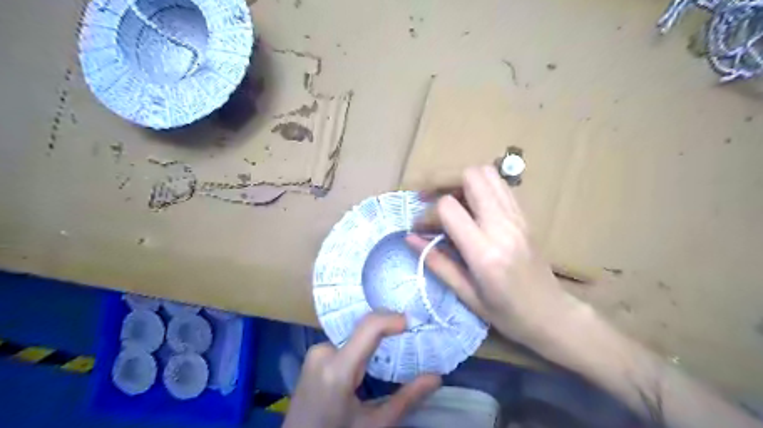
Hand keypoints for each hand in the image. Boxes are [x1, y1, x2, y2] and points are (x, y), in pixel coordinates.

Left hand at [284, 310, 441, 426]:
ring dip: (376, 339)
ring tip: (397, 347)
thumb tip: (436, 377)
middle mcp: (323, 351)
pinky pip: (345, 341)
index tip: (414, 322)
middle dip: (388, 330)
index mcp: (337, 369)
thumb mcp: (374, 425)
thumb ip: (406, 399)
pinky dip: (363, 345)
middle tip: (411, 335)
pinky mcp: (315, 354)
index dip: (393, 319)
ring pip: (356, 334)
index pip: (369, 327)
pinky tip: (374, 356)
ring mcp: (316, 351)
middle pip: (363, 329)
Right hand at [411, 166, 578, 346]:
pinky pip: (500, 185)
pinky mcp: (524, 215)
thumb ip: (437, 262)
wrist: (552, 315)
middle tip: (427, 196)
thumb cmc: (507, 314)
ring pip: (488, 173)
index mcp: (485, 252)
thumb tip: (409, 238)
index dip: (428, 213)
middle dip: (443, 179)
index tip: (420, 227)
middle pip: (471, 176)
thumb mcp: (466, 295)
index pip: (449, 207)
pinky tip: (469, 204)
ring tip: (446, 197)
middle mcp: (503, 226)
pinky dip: (479, 186)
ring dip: (461, 179)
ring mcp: (517, 217)